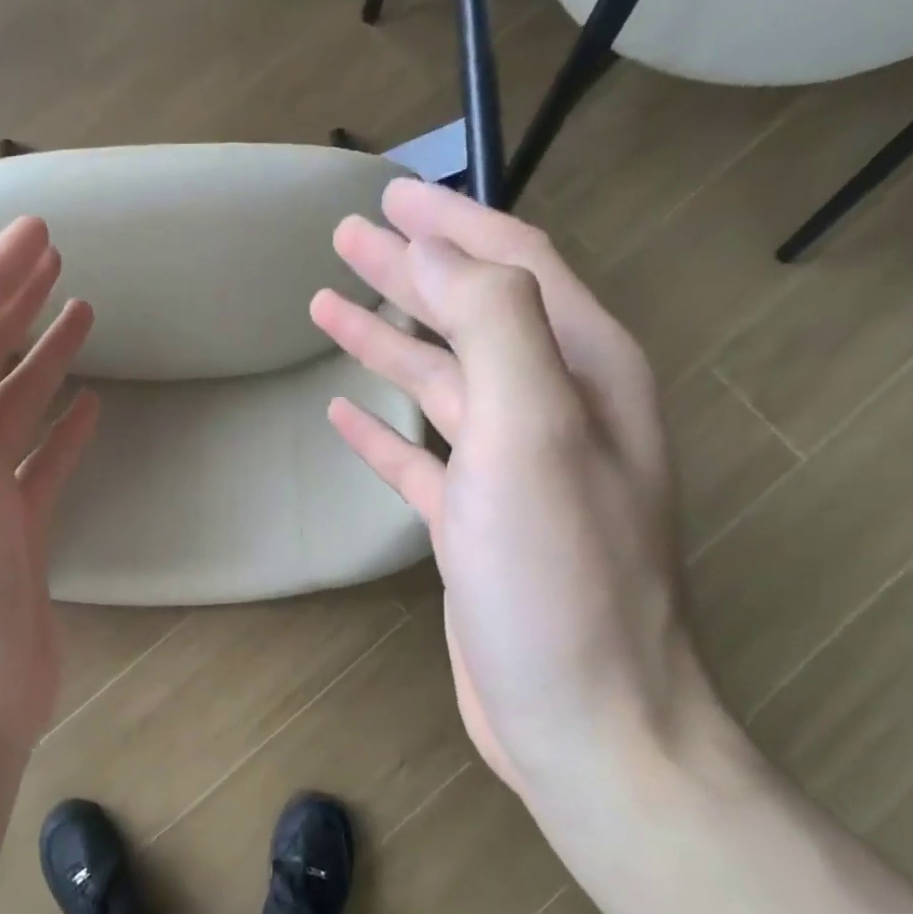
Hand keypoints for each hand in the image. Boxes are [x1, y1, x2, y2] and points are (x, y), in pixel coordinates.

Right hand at [313, 180, 710, 800]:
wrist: (584, 718)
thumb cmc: (559, 577)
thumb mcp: (535, 433)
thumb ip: (497, 327)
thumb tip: (444, 257)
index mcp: (582, 374)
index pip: (515, 266)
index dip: (451, 225)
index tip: (387, 195)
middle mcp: (554, 411)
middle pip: (472, 315)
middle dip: (412, 270)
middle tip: (347, 235)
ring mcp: (511, 471)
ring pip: (441, 382)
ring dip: (389, 339)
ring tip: (328, 306)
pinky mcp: (474, 524)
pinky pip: (421, 456)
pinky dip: (383, 429)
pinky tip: (343, 411)